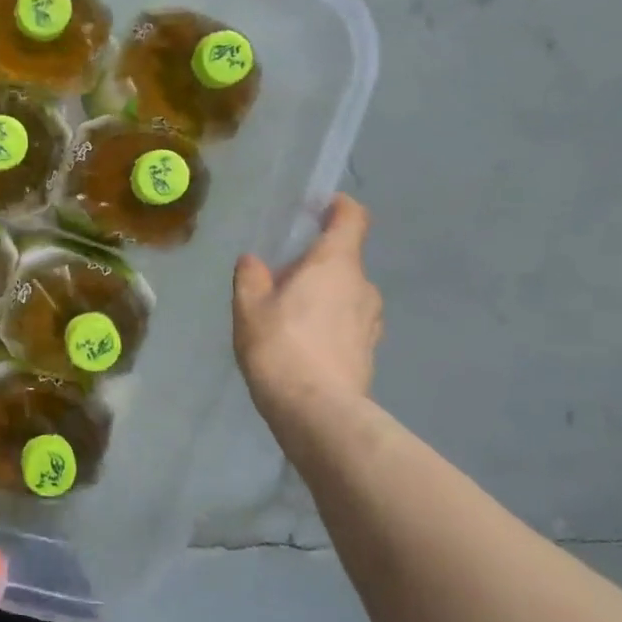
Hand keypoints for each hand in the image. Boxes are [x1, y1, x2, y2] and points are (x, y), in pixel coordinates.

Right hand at [232, 195, 383, 465]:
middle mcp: (363, 286)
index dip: (339, 207)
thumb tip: (254, 262)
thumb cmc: (281, 348)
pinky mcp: (370, 352)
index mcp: (335, 264)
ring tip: (291, 316)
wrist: (317, 414)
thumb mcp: (250, 307)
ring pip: (348, 293)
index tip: (319, 208)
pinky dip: (331, 324)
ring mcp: (371, 321)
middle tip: (282, 278)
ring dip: (325, 296)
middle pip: (345, 259)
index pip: (352, 218)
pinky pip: (349, 323)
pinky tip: (304, 346)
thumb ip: (251, 277)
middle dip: (317, 262)